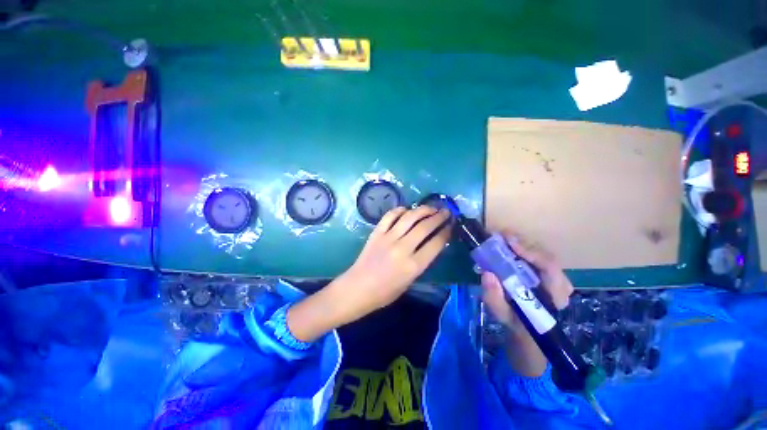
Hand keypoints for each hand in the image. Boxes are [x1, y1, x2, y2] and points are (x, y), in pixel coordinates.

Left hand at [287, 206, 451, 341]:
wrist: (357, 288)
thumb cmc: (385, 292)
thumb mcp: (409, 282)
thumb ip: (421, 262)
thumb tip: (431, 244)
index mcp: (413, 266)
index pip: (436, 243)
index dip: (446, 232)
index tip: (451, 225)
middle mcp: (402, 248)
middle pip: (425, 226)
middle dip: (438, 217)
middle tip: (446, 211)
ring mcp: (388, 238)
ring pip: (409, 217)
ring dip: (423, 210)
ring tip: (431, 207)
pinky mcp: (376, 233)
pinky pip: (390, 216)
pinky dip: (400, 210)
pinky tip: (406, 210)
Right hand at [480, 230, 573, 376]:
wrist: (526, 328)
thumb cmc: (515, 322)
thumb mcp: (502, 315)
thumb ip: (494, 298)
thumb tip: (487, 274)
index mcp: (554, 296)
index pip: (550, 268)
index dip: (531, 252)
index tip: (509, 243)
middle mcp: (560, 283)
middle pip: (546, 255)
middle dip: (523, 243)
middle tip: (500, 236)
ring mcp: (556, 277)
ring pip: (542, 252)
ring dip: (521, 243)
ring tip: (501, 237)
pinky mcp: (548, 273)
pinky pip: (537, 255)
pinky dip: (522, 247)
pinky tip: (507, 244)